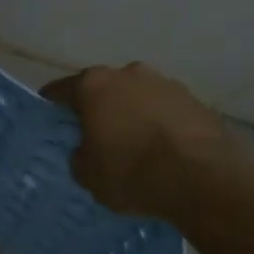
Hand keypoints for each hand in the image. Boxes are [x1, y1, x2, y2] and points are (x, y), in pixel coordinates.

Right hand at [41, 63, 253, 218]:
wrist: (203, 179)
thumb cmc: (132, 173)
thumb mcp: (88, 175)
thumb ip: (80, 156)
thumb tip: (87, 150)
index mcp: (95, 85)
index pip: (63, 89)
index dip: (53, 103)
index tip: (50, 114)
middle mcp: (129, 74)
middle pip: (105, 88)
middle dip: (99, 107)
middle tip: (95, 133)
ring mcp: (167, 84)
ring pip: (139, 97)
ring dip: (133, 113)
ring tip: (134, 143)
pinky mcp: (197, 101)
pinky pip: (167, 111)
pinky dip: (161, 124)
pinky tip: (163, 149)